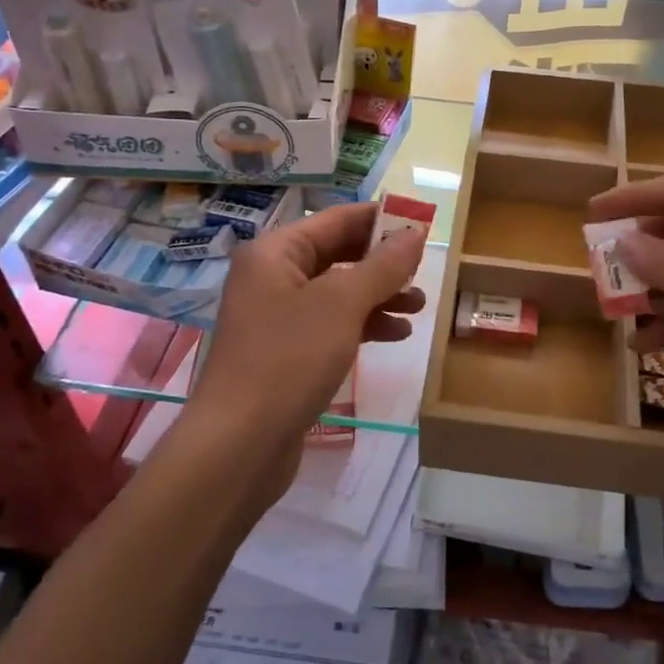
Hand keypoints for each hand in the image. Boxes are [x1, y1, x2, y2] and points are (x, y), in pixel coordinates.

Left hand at [184, 203, 425, 503]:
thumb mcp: (343, 304)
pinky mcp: (287, 351)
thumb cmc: (289, 358)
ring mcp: (278, 316)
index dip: (381, 219)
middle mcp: (273, 276)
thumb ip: (382, 266)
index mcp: (276, 252)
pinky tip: (396, 334)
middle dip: (383, 262)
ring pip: (339, 291)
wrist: (240, 444)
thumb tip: (415, 233)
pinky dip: (364, 324)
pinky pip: (332, 323)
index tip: (424, 224)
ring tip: (419, 306)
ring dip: (380, 295)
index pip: (337, 219)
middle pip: (338, 254)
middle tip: (424, 271)